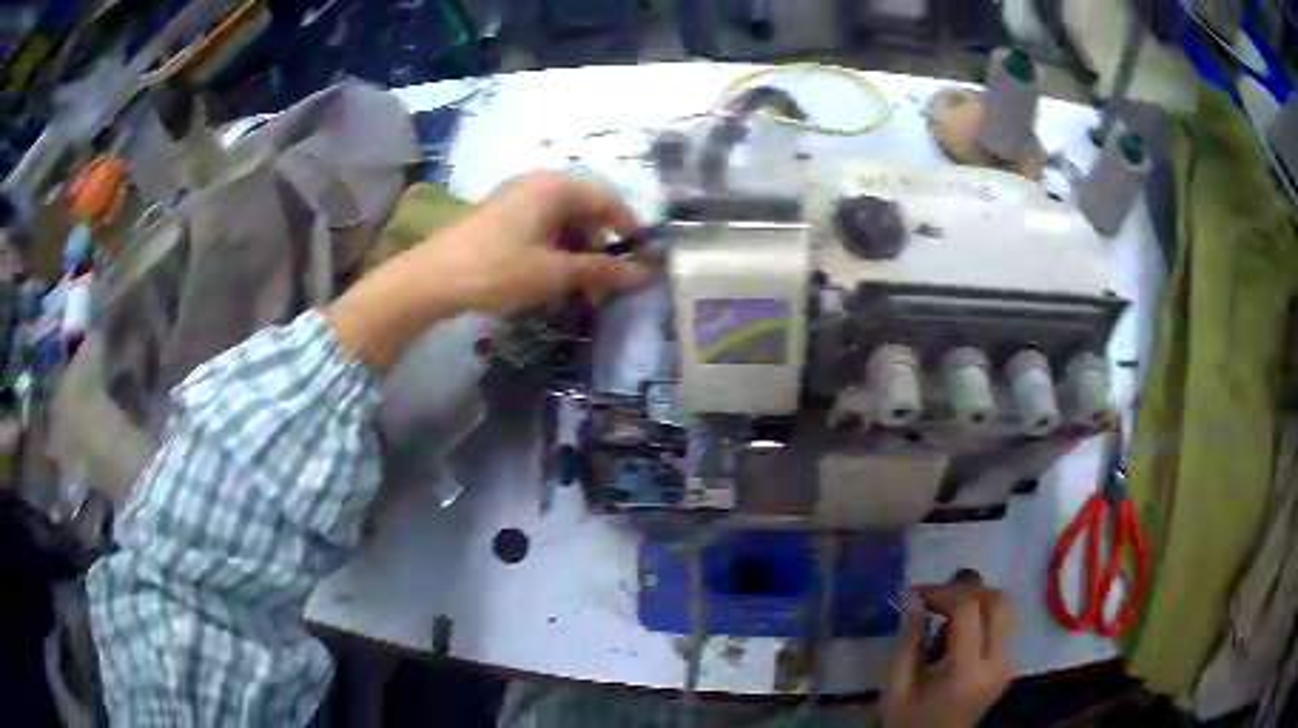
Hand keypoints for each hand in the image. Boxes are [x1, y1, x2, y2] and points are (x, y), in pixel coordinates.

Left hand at [431, 171, 652, 311]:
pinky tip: (551, 279)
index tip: (641, 260)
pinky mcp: (501, 214)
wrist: (433, 278)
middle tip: (603, 288)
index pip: (608, 200)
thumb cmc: (499, 268)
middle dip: (599, 249)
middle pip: (585, 211)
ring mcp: (517, 197)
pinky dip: (554, 251)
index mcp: (556, 187)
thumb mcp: (555, 272)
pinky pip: (541, 227)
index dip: (628, 230)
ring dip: (577, 254)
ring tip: (578, 291)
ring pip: (563, 222)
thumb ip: (602, 270)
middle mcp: (539, 183)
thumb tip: (643, 274)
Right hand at [882, 573, 1014, 727]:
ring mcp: (1007, 664)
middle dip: (967, 589)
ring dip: (976, 600)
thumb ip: (908, 642)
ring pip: (1004, 610)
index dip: (943, 593)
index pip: (969, 610)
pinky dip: (981, 616)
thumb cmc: (907, 720)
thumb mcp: (896, 686)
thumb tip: (914, 599)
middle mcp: (996, 663)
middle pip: (998, 602)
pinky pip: (1002, 626)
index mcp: (966, 670)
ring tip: (945, 610)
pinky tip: (956, 630)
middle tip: (937, 596)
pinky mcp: (1008, 666)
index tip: (916, 595)